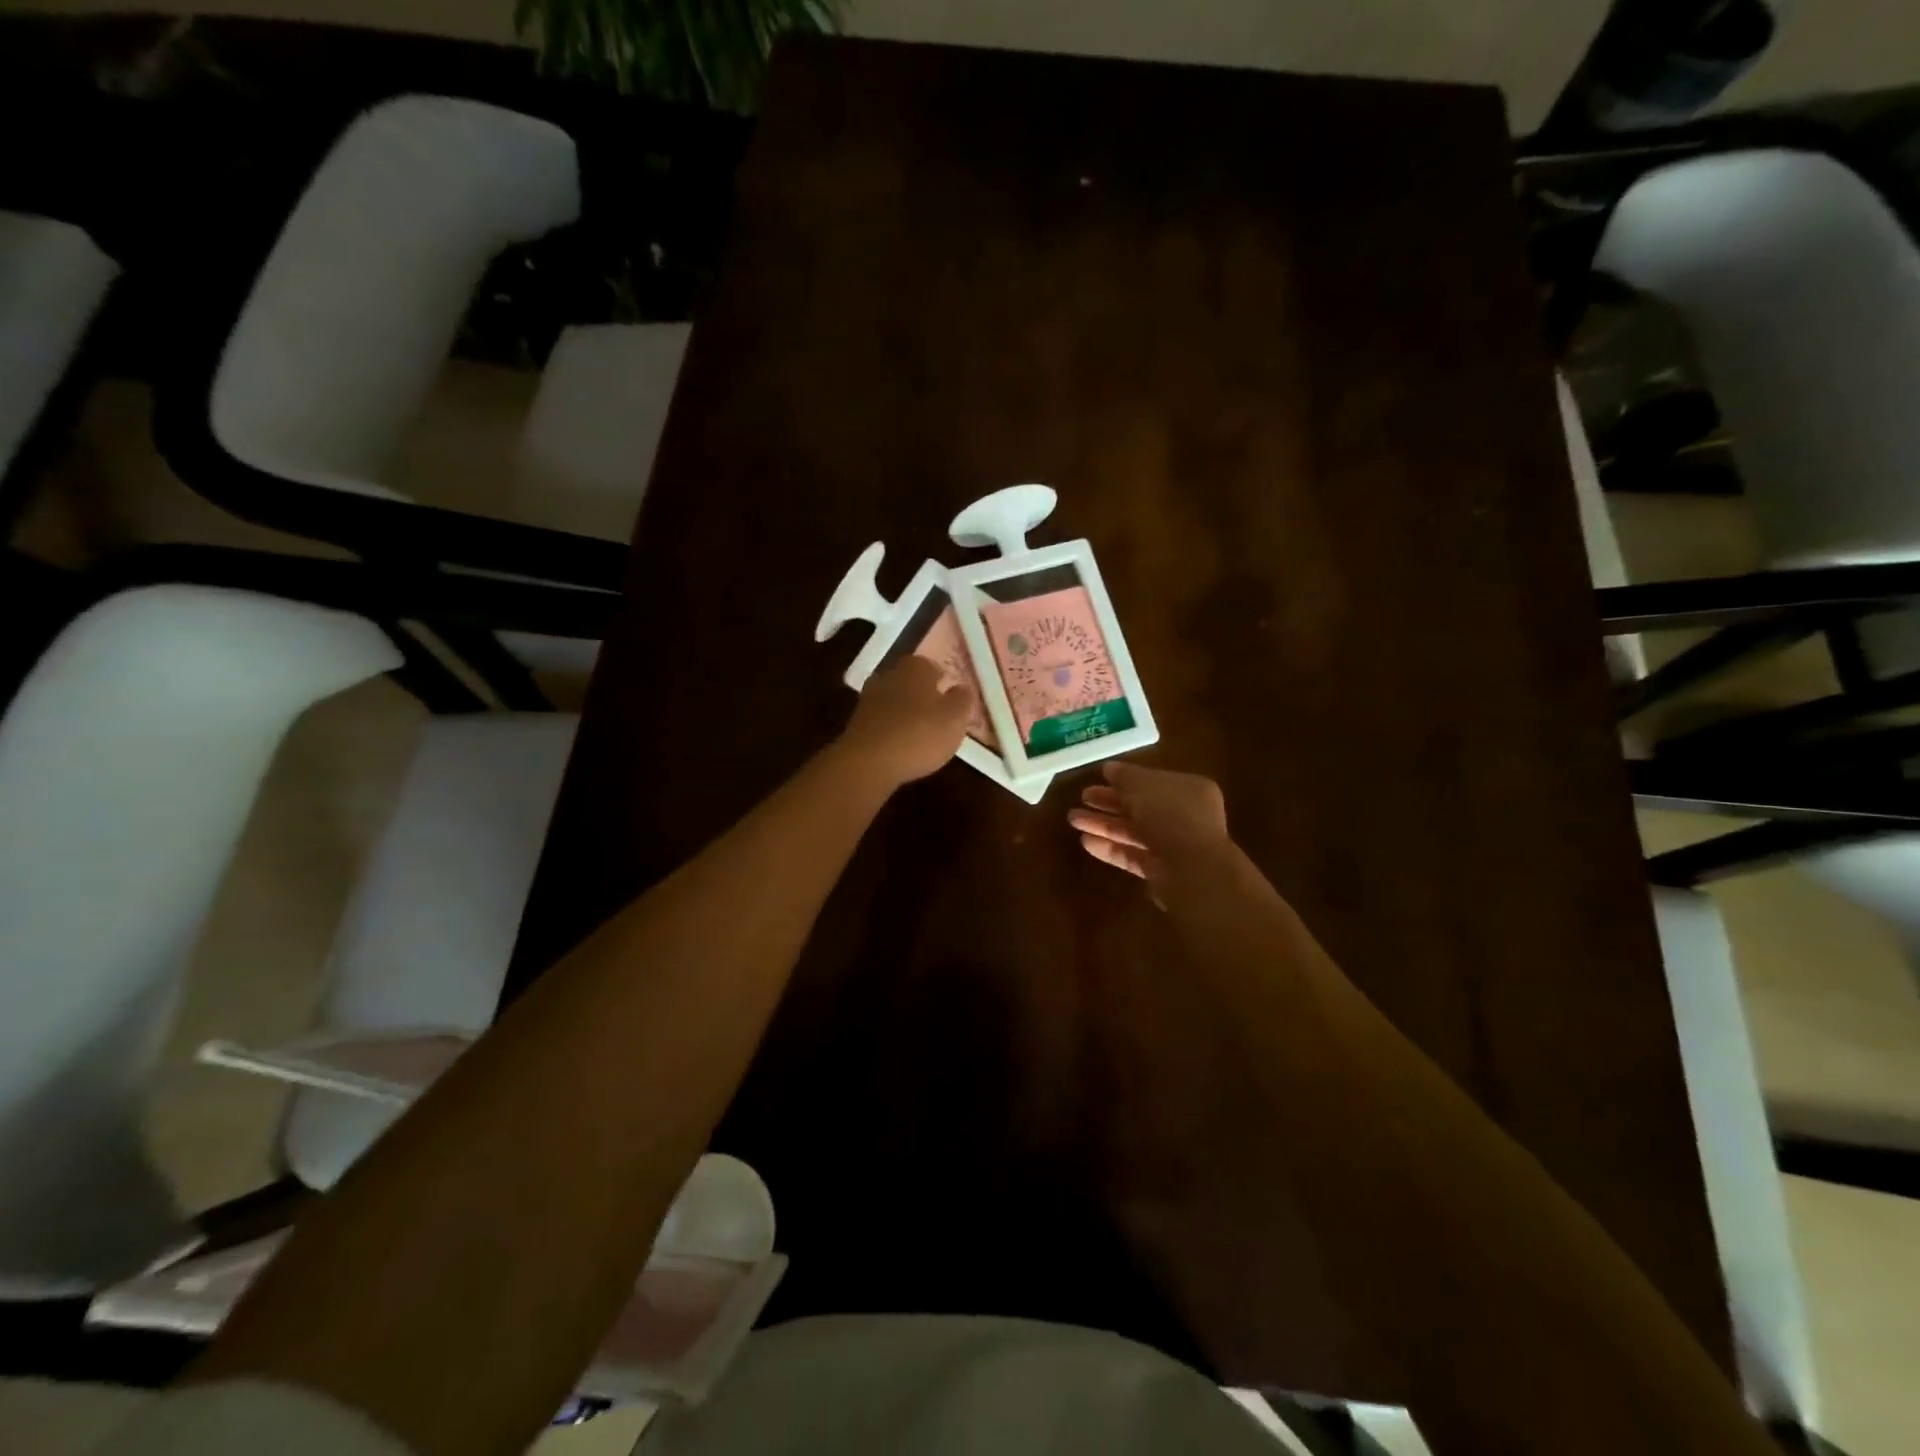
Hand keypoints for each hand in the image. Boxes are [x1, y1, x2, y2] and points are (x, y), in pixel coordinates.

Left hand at [837, 656, 975, 790]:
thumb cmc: (919, 735)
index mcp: (915, 667)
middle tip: (938, 716)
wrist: (868, 762)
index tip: (952, 699)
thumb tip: (962, 688)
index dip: (943, 682)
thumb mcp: (955, 719)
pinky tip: (901, 746)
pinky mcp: (857, 723)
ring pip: (895, 701)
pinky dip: (892, 730)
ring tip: (921, 735)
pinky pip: (882, 721)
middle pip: (911, 682)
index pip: (932, 666)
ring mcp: (869, 698)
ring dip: (906, 713)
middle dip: (923, 696)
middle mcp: (889, 675)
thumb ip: (962, 700)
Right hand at [1067, 761, 1230, 897]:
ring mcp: (1173, 846)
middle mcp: (1184, 816)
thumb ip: (1125, 776)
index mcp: (1189, 790)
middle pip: (1140, 806)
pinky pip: (1131, 855)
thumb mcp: (1144, 786)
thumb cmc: (1172, 817)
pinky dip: (1110, 848)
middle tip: (1082, 797)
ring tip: (1073, 819)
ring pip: (1133, 831)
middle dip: (1109, 802)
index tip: (1099, 777)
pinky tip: (1085, 842)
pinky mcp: (1161, 872)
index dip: (1125, 779)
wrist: (1194, 871)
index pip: (1152, 781)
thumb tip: (1109, 768)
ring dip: (1104, 824)